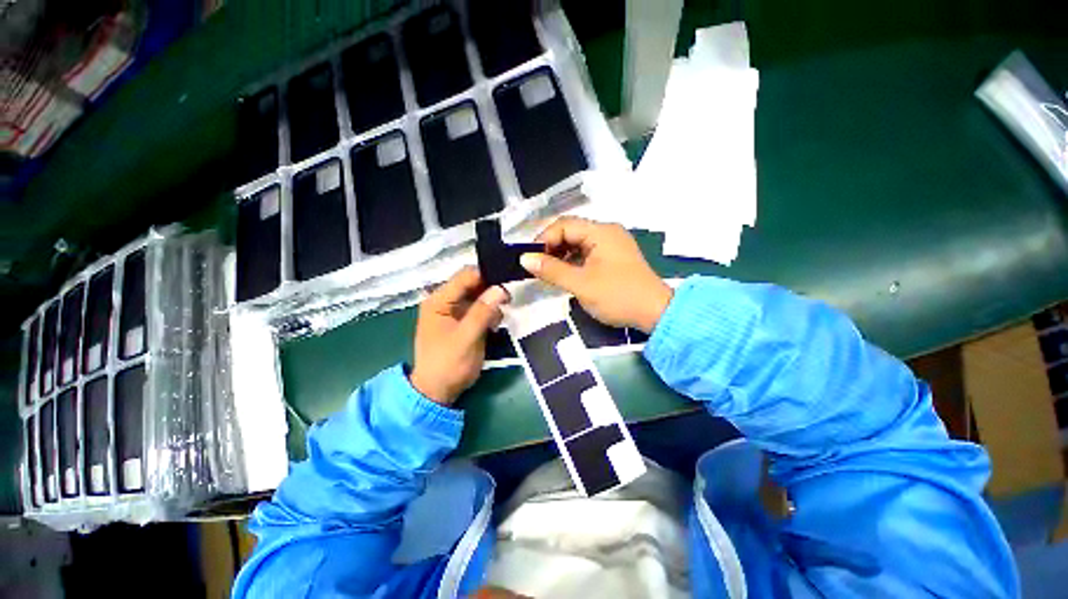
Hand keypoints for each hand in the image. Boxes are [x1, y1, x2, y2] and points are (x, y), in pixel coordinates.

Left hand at [410, 267, 509, 404]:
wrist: (436, 392)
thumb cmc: (449, 364)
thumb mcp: (467, 338)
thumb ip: (483, 312)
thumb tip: (501, 288)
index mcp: (438, 300)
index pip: (466, 276)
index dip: (488, 275)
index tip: (511, 282)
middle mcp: (443, 302)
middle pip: (471, 285)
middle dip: (491, 290)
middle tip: (512, 298)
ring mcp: (450, 313)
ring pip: (476, 298)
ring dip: (491, 304)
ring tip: (502, 317)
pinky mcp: (458, 325)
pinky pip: (475, 311)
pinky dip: (487, 315)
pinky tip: (496, 324)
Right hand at [520, 217, 671, 332]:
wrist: (656, 313)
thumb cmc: (618, 296)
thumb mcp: (581, 284)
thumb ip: (551, 270)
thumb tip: (524, 258)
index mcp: (600, 231)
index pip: (563, 225)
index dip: (543, 239)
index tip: (529, 260)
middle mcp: (607, 232)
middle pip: (571, 231)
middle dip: (551, 247)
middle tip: (535, 267)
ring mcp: (614, 244)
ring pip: (579, 242)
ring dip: (562, 255)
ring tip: (547, 274)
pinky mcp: (617, 258)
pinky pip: (589, 252)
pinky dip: (575, 261)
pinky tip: (565, 276)